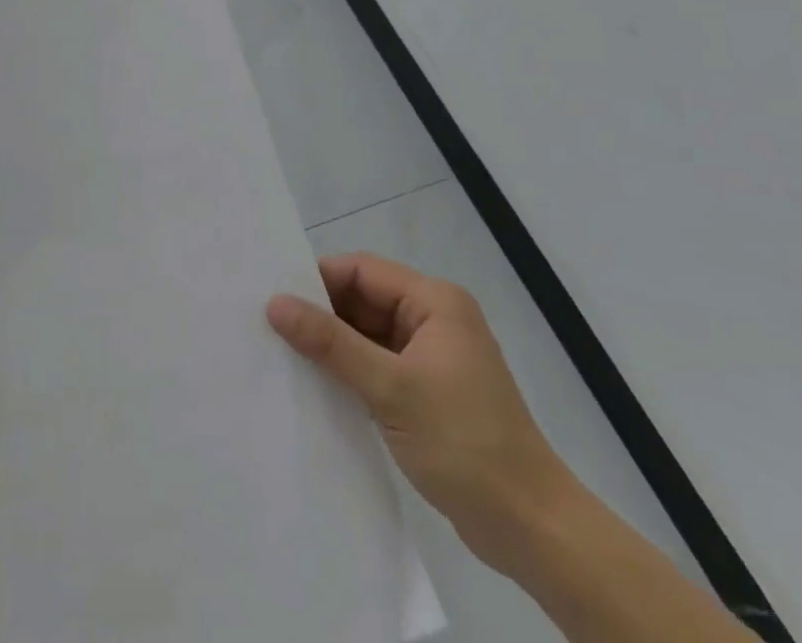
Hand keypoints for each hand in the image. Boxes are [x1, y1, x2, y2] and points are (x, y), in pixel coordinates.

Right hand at [268, 254, 577, 576]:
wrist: (532, 530)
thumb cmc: (464, 444)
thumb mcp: (390, 388)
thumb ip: (331, 343)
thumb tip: (275, 304)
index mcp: (435, 302)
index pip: (362, 271)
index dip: (318, 280)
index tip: (273, 298)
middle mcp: (433, 320)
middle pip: (363, 300)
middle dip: (321, 314)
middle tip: (269, 327)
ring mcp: (431, 358)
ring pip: (366, 335)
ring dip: (332, 347)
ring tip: (281, 355)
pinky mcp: (426, 393)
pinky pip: (376, 366)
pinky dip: (349, 373)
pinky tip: (314, 386)